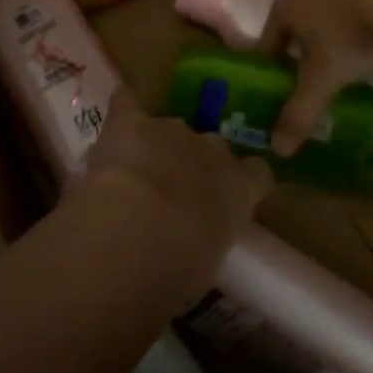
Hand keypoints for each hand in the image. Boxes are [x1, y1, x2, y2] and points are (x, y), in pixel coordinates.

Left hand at [80, 89, 271, 289]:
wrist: (135, 236)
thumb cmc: (178, 269)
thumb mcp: (208, 261)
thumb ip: (207, 237)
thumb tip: (193, 240)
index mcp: (240, 188)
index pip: (256, 173)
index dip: (239, 182)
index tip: (223, 200)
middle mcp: (212, 150)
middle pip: (210, 146)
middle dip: (193, 164)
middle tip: (171, 193)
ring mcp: (171, 131)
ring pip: (168, 130)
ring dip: (155, 147)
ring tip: (134, 171)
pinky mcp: (130, 122)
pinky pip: (128, 104)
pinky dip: (123, 110)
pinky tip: (115, 119)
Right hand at [259, 0, 372, 156]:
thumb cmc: (347, 38)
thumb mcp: (321, 80)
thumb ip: (299, 113)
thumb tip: (278, 151)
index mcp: (285, 5)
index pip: (268, 39)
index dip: (272, 64)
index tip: (281, 85)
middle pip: (296, 17)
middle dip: (301, 40)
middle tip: (313, 69)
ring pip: (327, 0)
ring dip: (331, 19)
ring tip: (344, 45)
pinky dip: (363, 6)